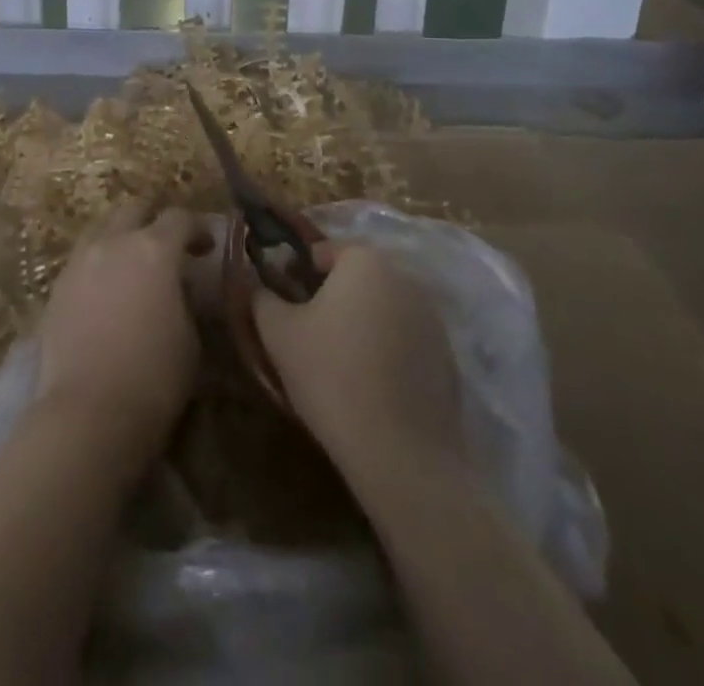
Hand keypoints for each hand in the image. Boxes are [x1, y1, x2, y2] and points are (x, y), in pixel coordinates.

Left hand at [35, 198, 210, 467]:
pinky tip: (106, 291)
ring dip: (121, 237)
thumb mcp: (191, 337)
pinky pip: (82, 259)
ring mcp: (80, 261)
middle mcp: (114, 243)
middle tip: (167, 247)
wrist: (87, 413)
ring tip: (132, 266)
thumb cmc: (154, 378)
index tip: (206, 248)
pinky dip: (98, 263)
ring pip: (101, 229)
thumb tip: (182, 287)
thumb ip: (187, 299)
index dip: (196, 229)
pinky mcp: (57, 287)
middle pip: (134, 210)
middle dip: (153, 221)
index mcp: (154, 249)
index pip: (179, 218)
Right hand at [253, 245, 464, 476]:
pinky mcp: (447, 357)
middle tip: (306, 332)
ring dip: (360, 323)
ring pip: (381, 308)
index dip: (296, 272)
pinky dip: (386, 351)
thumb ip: (261, 298)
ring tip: (337, 362)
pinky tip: (369, 386)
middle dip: (331, 296)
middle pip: (356, 277)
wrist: (399, 453)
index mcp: (364, 260)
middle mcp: (403, 278)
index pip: (322, 250)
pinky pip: (404, 341)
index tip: (283, 304)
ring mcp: (431, 318)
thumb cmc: (330, 375)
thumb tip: (256, 284)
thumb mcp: (278, 333)